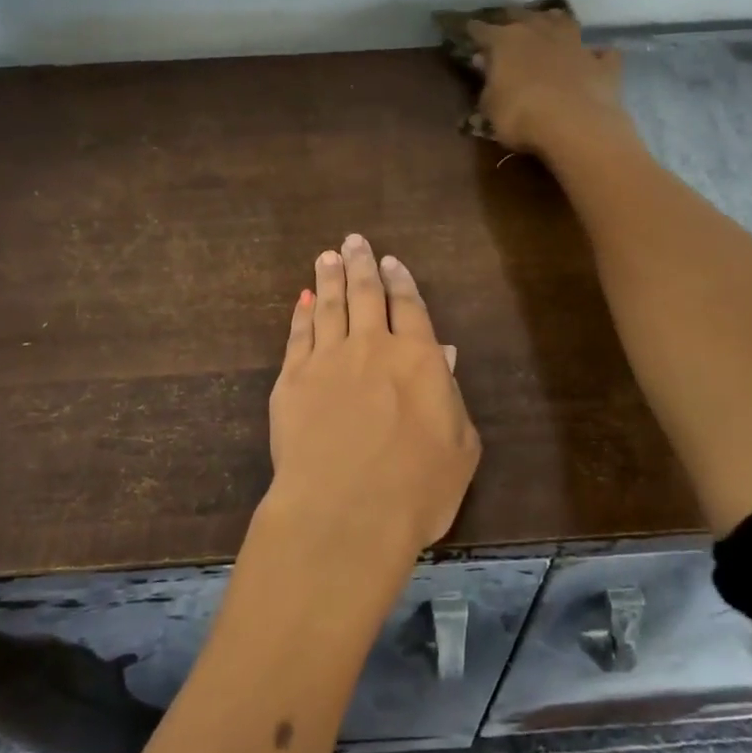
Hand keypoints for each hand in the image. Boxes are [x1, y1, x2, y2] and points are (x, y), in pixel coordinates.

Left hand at [262, 234, 479, 564]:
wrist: (343, 513)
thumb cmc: (415, 489)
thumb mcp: (459, 448)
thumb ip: (451, 396)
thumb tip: (446, 355)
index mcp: (417, 358)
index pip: (408, 306)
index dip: (400, 281)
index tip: (391, 260)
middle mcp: (371, 347)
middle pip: (365, 293)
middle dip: (361, 264)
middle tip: (354, 240)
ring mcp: (327, 360)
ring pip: (329, 306)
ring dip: (329, 277)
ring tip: (327, 256)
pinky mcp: (292, 380)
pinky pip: (298, 335)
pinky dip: (302, 314)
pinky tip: (303, 301)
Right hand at [468, 5, 627, 153]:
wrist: (577, 127)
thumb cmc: (521, 116)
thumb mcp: (490, 107)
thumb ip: (487, 84)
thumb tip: (484, 63)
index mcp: (506, 41)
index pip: (483, 30)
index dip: (474, 31)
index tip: (468, 30)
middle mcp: (540, 32)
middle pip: (524, 16)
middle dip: (513, 19)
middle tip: (507, 24)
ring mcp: (575, 44)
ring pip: (563, 22)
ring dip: (554, 23)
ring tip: (549, 24)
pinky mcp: (602, 64)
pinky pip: (600, 54)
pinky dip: (596, 55)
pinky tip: (594, 58)